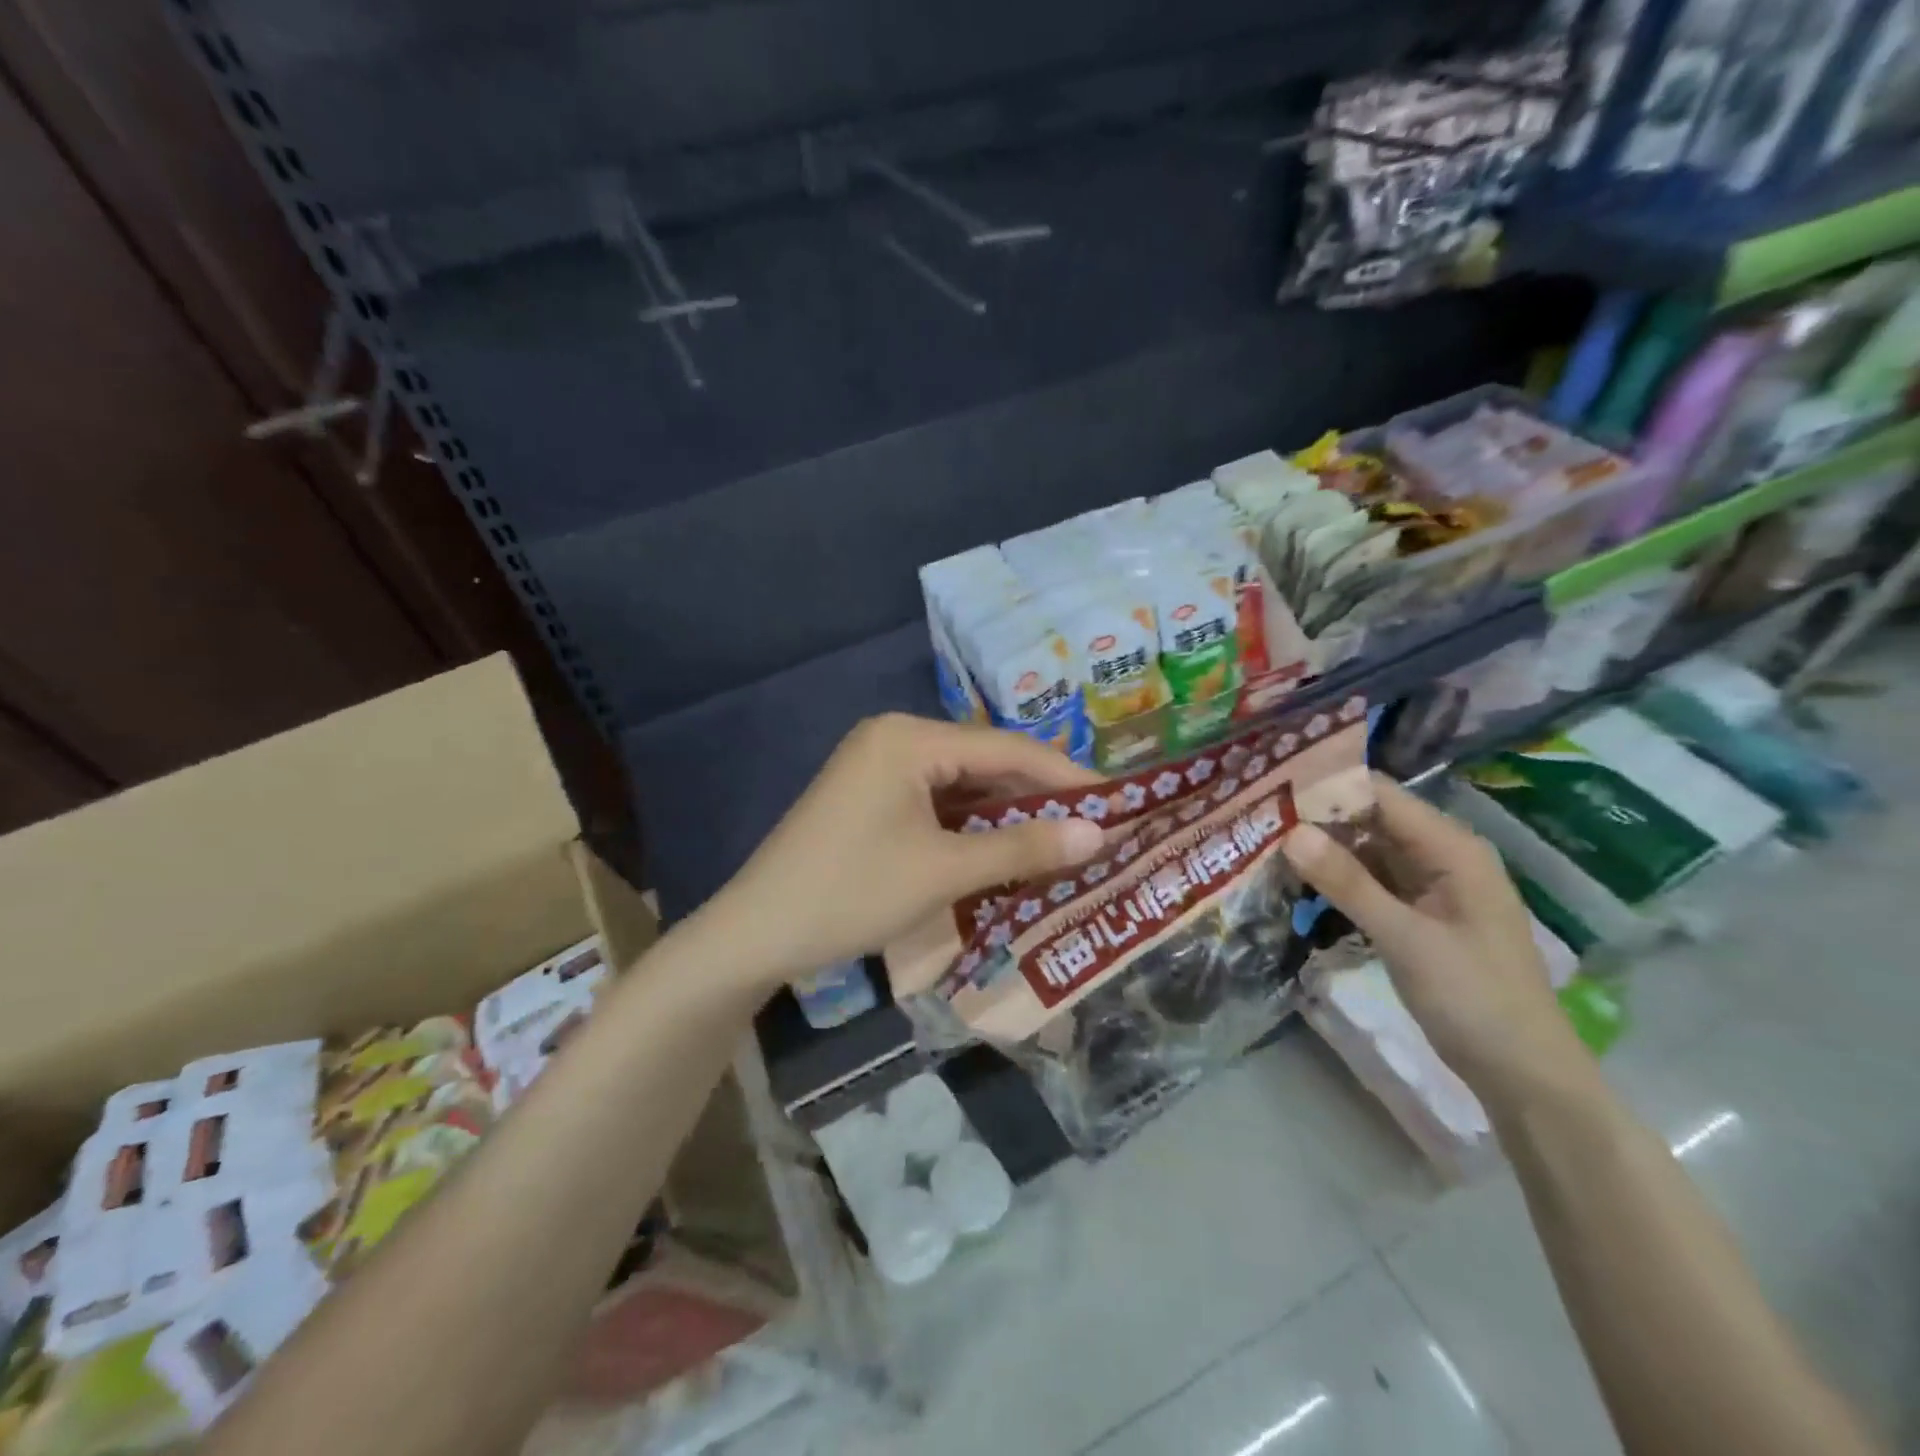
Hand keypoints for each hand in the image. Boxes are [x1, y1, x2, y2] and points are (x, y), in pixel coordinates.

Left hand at [712, 714, 1104, 986]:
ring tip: (1061, 843)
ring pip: (962, 785)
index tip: (1118, 804)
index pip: (1007, 748)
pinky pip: (936, 803)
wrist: (756, 934)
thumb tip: (1100, 833)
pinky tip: (1004, 850)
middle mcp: (895, 738)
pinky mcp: (870, 797)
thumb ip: (1023, 847)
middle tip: (1093, 829)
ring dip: (1006, 815)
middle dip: (1036, 798)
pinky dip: (970, 826)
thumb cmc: (852, 893)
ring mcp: (879, 767)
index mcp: (909, 738)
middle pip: (985, 763)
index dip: (1065, 778)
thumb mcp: (944, 871)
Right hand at [1282, 773, 1588, 1110]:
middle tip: (1256, 816)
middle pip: (1371, 818)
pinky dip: (1338, 877)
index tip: (1271, 787)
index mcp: (1452, 848)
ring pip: (1368, 849)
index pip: (1380, 794)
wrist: (1523, 1074)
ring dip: (1323, 847)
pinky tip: (1297, 877)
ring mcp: (1431, 886)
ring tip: (1265, 839)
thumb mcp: (1404, 938)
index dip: (1327, 786)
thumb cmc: (1473, 999)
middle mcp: (1442, 855)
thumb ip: (1347, 883)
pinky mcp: (1419, 913)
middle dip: (1318, 816)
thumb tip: (1291, 832)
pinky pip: (1372, 880)